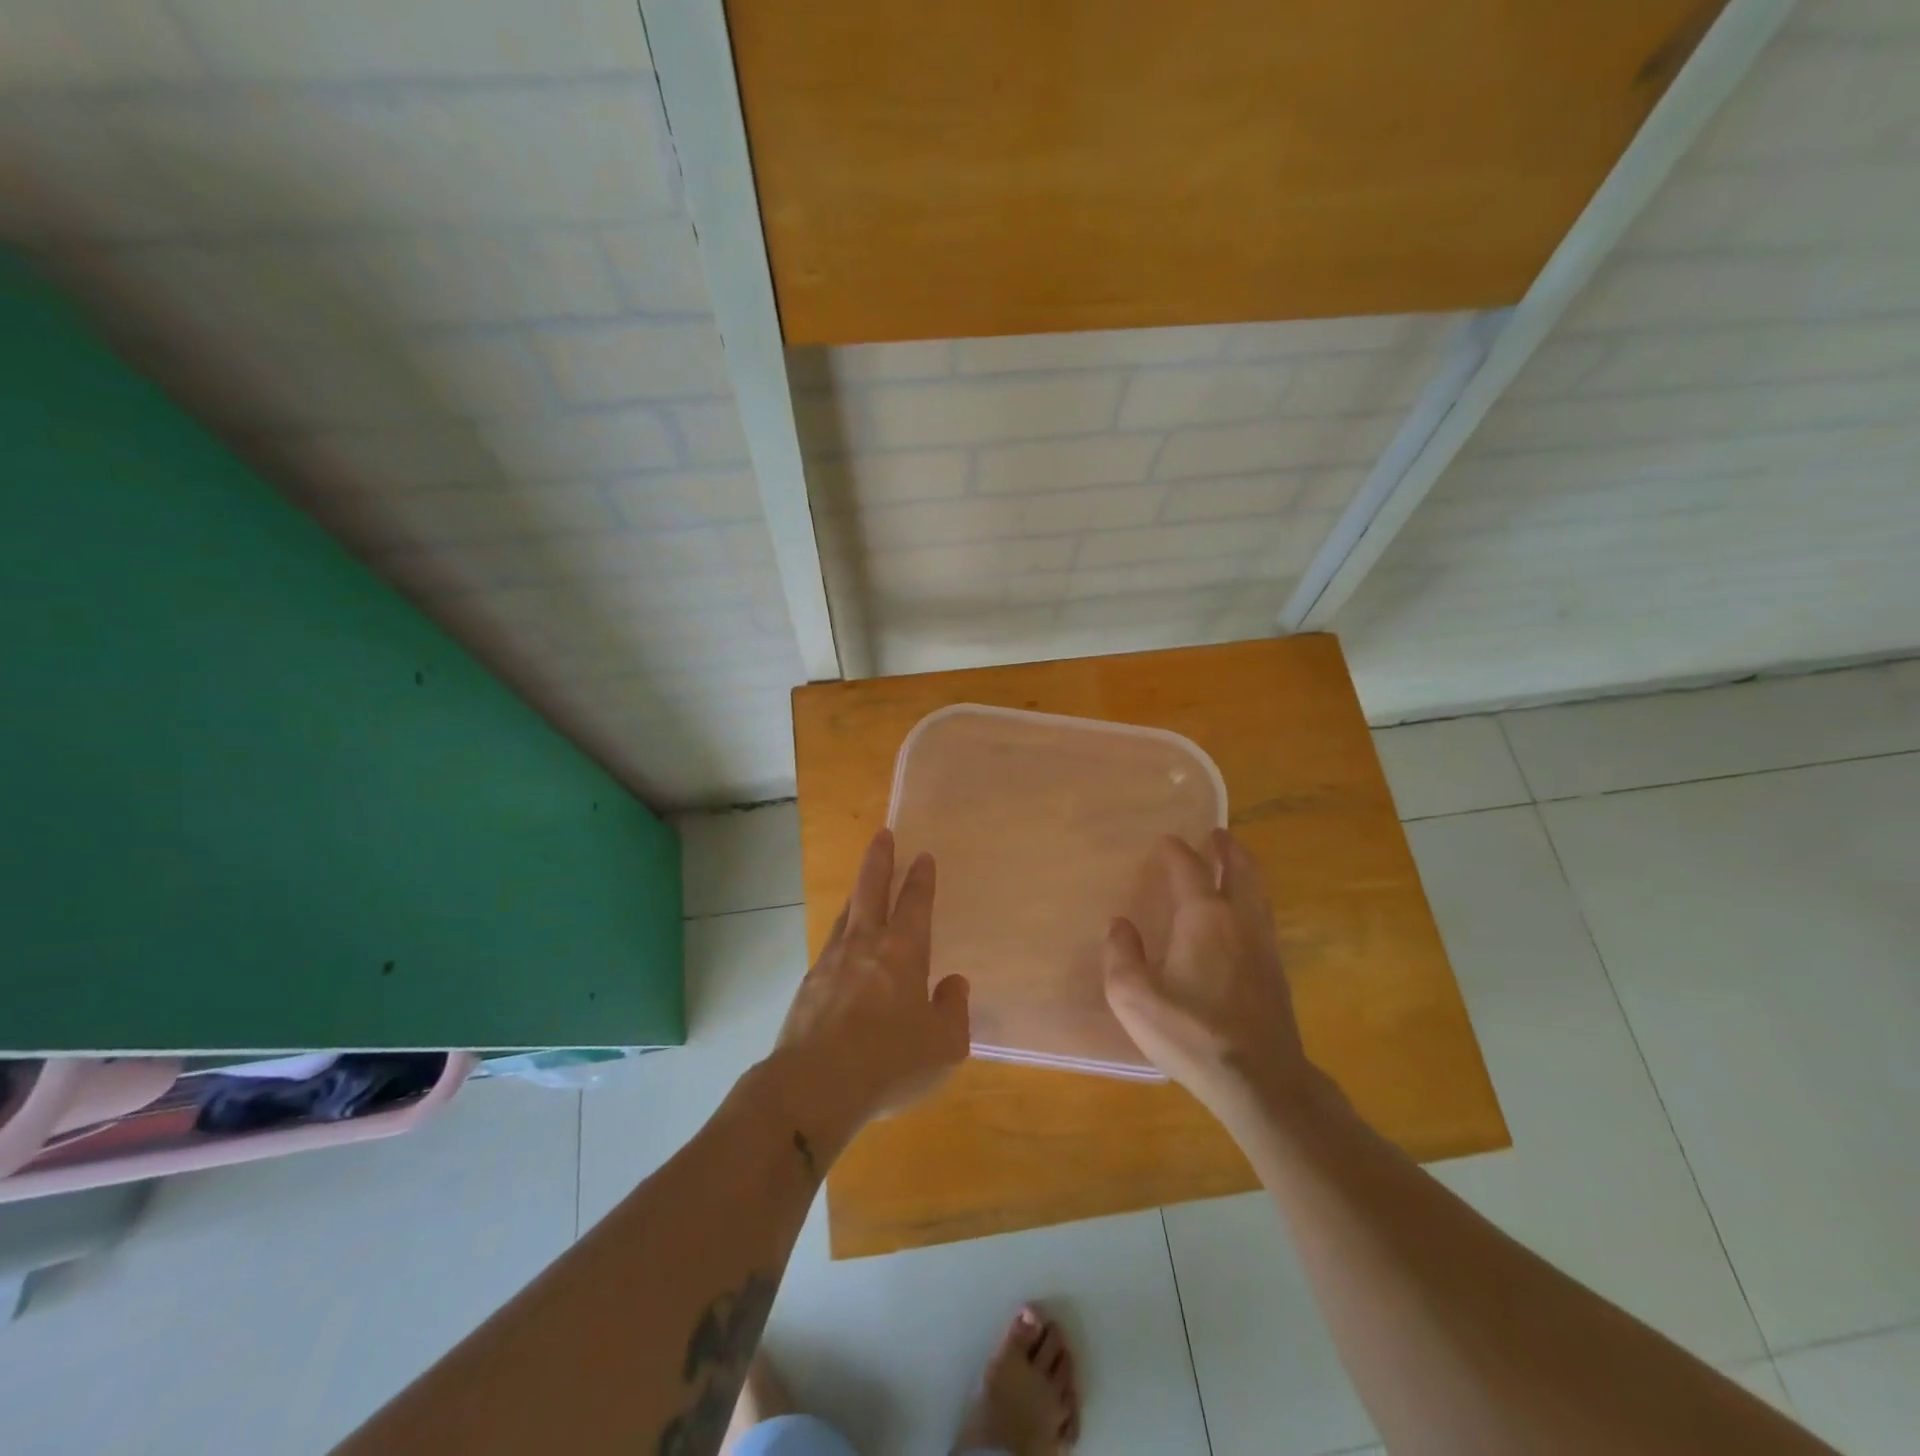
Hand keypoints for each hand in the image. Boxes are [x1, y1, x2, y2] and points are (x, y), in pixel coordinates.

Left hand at [773, 829, 969, 1136]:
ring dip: (857, 894)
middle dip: (880, 859)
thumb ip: (954, 1010)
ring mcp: (831, 962)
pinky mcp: (808, 985)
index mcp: (903, 952)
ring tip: (862, 886)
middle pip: (871, 889)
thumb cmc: (889, 1062)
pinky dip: (841, 936)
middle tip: (883, 835)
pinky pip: (830, 947)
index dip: (921, 878)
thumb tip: (954, 984)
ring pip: (847, 914)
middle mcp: (866, 945)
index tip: (922, 856)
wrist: (814, 1087)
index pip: (915, 903)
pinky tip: (842, 948)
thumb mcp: (944, 1045)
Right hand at [1103, 830, 1313, 1122]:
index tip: (1165, 841)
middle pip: (1240, 868)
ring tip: (1230, 865)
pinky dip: (1251, 899)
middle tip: (1216, 835)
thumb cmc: (1191, 1033)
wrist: (1260, 1081)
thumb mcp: (1133, 997)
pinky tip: (1240, 917)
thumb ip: (1121, 955)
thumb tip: (1121, 926)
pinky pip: (1263, 916)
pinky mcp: (1276, 971)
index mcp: (1204, 917)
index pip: (1190, 867)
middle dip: (1227, 847)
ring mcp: (1264, 944)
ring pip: (1258, 891)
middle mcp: (1239, 919)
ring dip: (1244, 870)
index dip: (1175, 850)